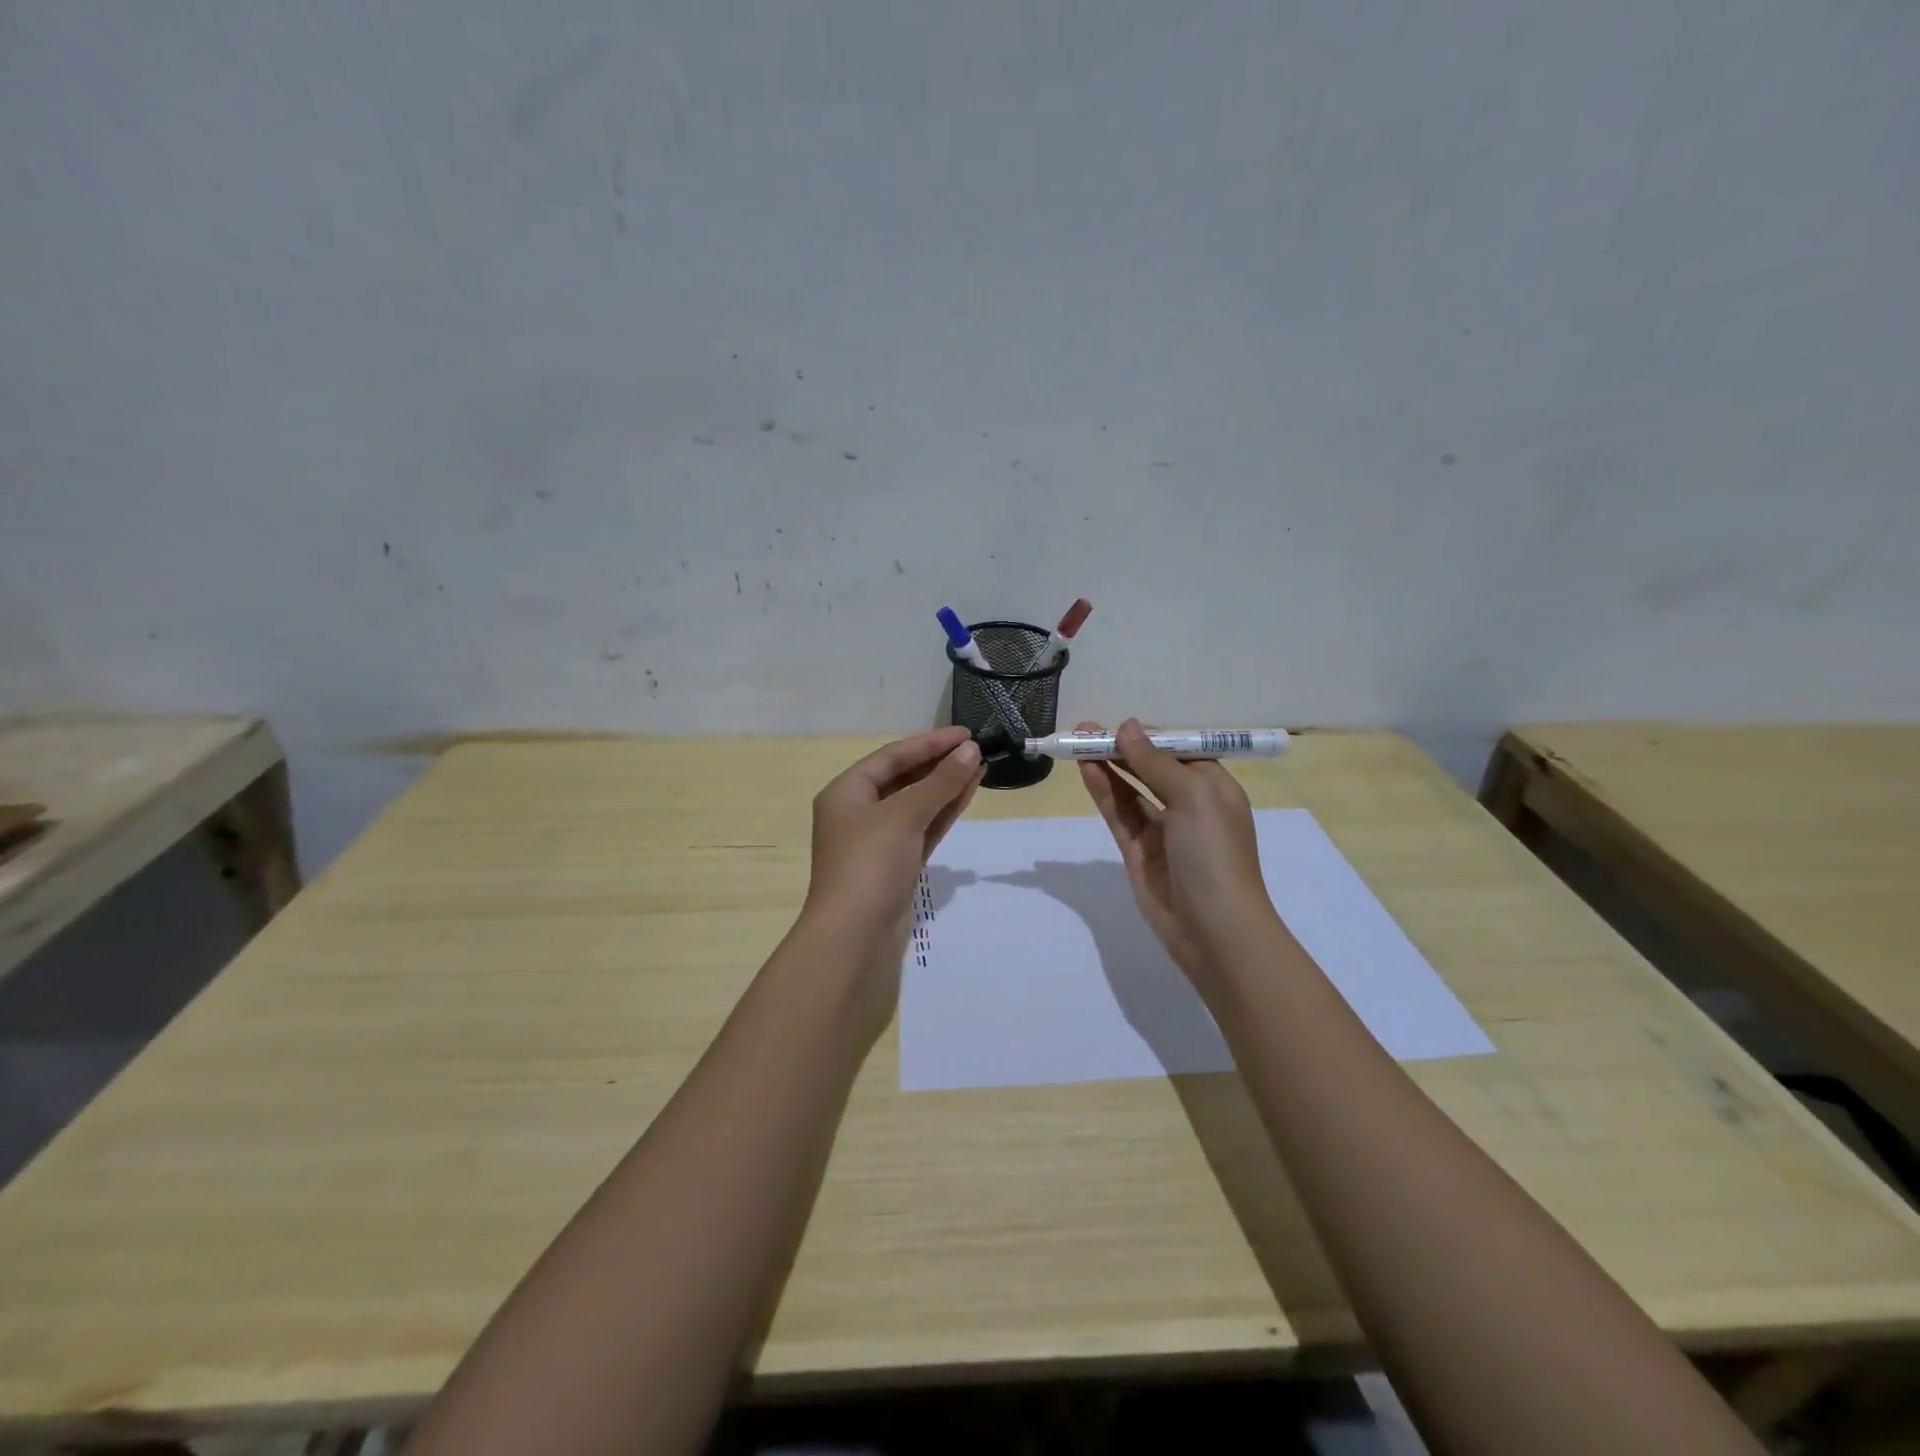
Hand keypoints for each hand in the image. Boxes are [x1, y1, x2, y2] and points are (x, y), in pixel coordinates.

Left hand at [803, 726, 983, 958]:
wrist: (855, 937)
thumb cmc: (870, 863)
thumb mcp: (905, 815)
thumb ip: (940, 782)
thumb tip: (971, 750)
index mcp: (846, 792)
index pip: (891, 756)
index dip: (929, 743)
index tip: (966, 734)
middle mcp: (858, 812)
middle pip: (903, 778)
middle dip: (939, 764)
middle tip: (977, 750)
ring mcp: (878, 841)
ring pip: (916, 804)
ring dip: (946, 786)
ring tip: (980, 766)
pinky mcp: (896, 865)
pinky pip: (922, 828)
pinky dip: (943, 812)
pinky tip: (968, 794)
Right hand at [1076, 719, 1274, 992]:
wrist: (1214, 929)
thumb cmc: (1214, 854)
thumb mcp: (1193, 797)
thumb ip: (1155, 762)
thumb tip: (1128, 727)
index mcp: (1214, 787)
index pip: (1178, 750)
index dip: (1149, 736)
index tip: (1118, 725)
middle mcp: (1189, 804)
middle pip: (1150, 767)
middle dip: (1121, 747)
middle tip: (1084, 730)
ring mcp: (1162, 829)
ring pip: (1130, 789)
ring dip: (1108, 765)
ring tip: (1077, 742)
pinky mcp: (1138, 851)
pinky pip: (1119, 813)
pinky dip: (1103, 791)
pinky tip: (1087, 770)